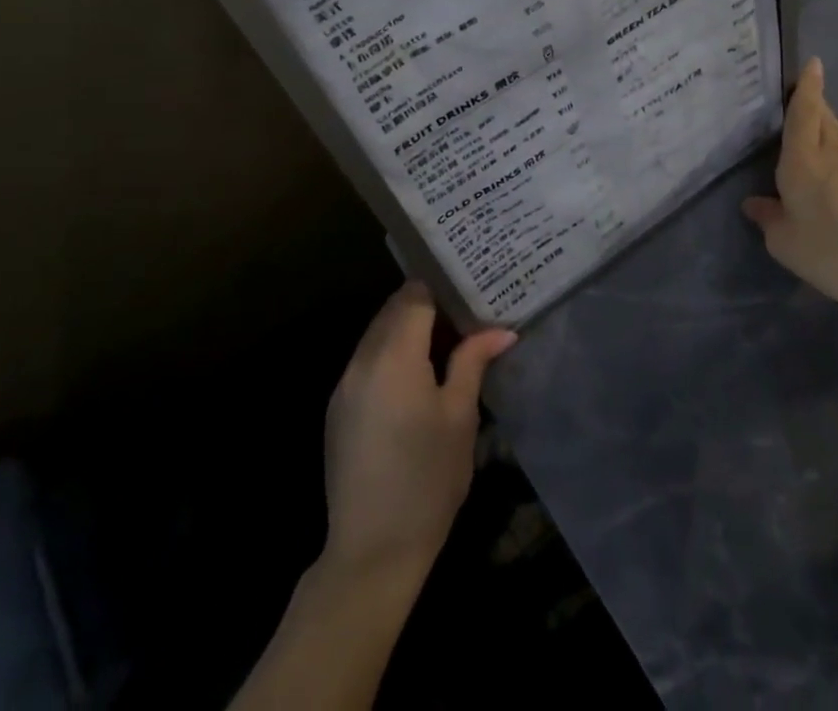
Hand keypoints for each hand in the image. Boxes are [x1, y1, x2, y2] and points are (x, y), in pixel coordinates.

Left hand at [321, 282, 515, 584]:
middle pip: (393, 310)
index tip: (469, 288)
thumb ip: (473, 362)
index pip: (414, 296)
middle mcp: (362, 361)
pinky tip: (416, 376)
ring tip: (446, 341)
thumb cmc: (427, 480)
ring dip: (407, 329)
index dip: (441, 287)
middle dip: (426, 305)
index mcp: (394, 356)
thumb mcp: (460, 417)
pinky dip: (390, 353)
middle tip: (464, 312)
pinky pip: (366, 360)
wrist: (371, 551)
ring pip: (377, 333)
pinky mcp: (337, 408)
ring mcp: (344, 385)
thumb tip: (500, 330)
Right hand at [742, 58, 837, 312]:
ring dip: (832, 123)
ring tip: (822, 128)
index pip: (802, 113)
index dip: (805, 87)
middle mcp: (834, 150)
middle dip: (812, 101)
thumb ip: (768, 218)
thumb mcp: (786, 245)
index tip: (812, 63)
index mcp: (802, 161)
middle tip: (801, 97)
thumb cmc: (834, 254)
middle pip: (822, 115)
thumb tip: (753, 203)